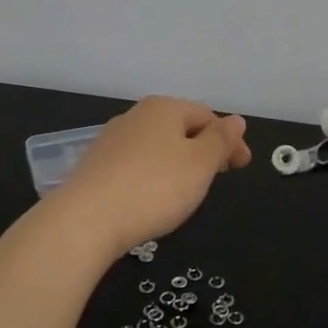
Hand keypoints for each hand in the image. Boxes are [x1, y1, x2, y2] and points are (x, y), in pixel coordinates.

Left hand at [44, 96, 251, 256]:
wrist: (85, 220)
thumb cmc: (154, 187)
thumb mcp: (200, 164)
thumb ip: (221, 141)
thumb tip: (236, 119)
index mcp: (165, 108)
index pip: (207, 116)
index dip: (229, 140)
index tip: (242, 167)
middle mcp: (136, 116)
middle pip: (180, 128)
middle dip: (204, 149)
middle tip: (219, 177)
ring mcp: (111, 140)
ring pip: (157, 146)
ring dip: (178, 163)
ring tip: (188, 190)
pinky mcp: (95, 167)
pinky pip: (136, 165)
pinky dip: (153, 176)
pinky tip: (153, 197)